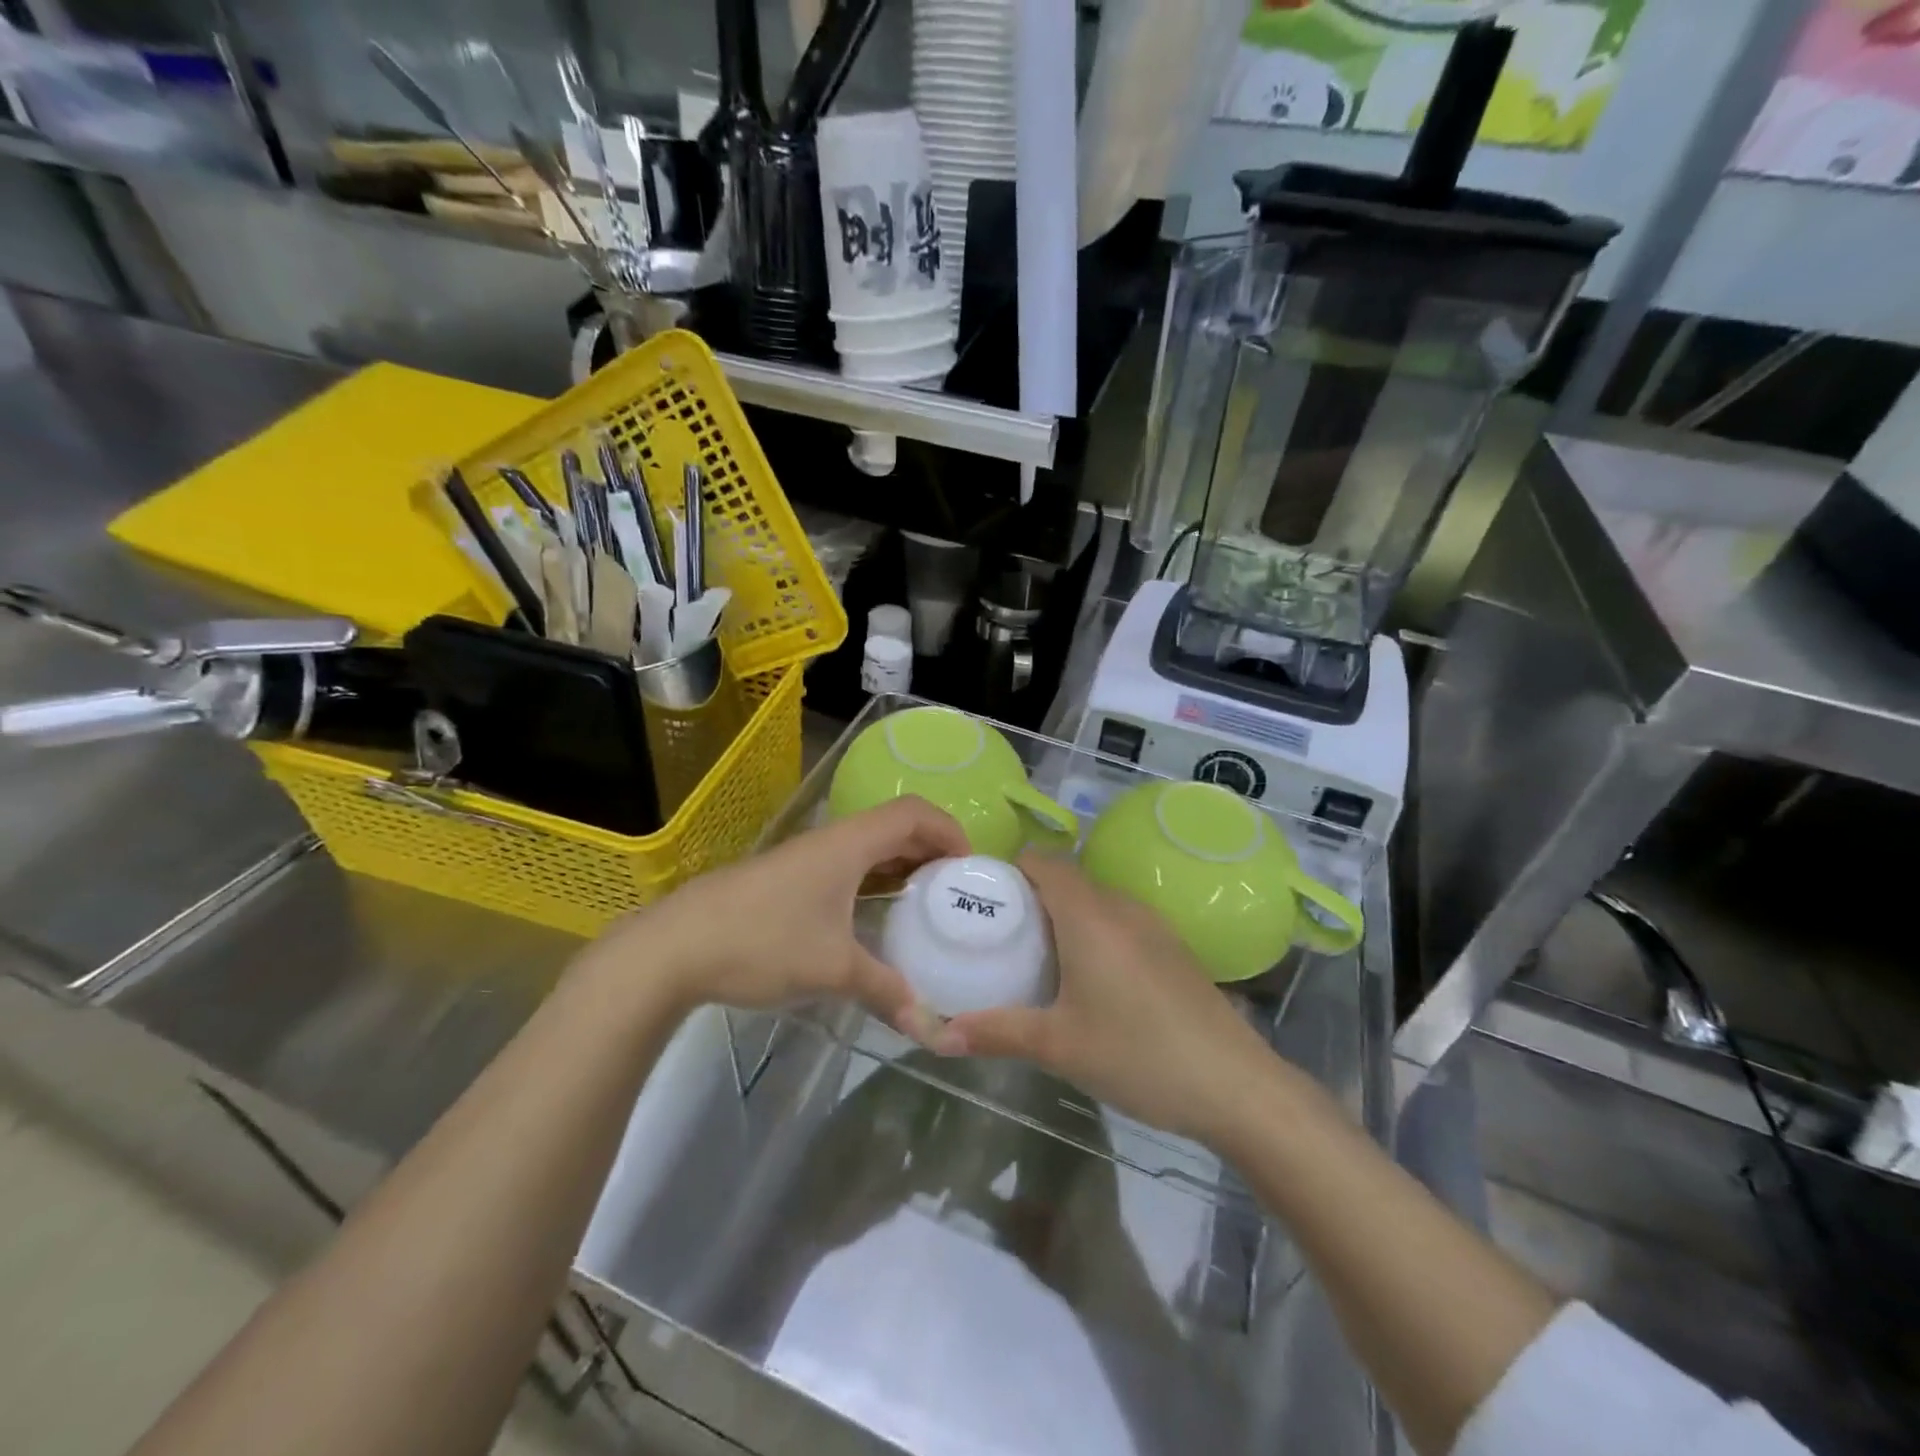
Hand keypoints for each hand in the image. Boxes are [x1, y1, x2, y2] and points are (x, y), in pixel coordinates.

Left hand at [584, 797, 969, 1037]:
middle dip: (931, 851)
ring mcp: (805, 859)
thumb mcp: (832, 969)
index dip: (950, 831)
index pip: (914, 813)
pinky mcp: (786, 880)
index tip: (970, 870)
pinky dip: (871, 882)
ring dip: (900, 867)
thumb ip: (886, 992)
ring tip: (924, 905)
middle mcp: (830, 841)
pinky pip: (845, 868)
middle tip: (955, 891)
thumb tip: (932, 1026)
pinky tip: (872, 919)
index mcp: (849, 844)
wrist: (672, 948)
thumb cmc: (761, 943)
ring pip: (867, 848)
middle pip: (894, 826)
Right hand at [944, 854, 1281, 1144]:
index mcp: (1089, 915)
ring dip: (1064, 915)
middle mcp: (1122, 907)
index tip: (981, 898)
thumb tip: (938, 1037)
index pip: (1043, 862)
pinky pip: (1120, 921)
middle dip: (1030, 897)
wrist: (1236, 1086)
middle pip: (1067, 879)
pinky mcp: (1174, 948)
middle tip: (998, 935)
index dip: (1009, 870)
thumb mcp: (1058, 1046)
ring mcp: (1154, 926)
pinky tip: (1089, 979)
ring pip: (1096, 901)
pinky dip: (1094, 932)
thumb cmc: (1138, 1054)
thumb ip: (996, 1032)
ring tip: (1036, 957)